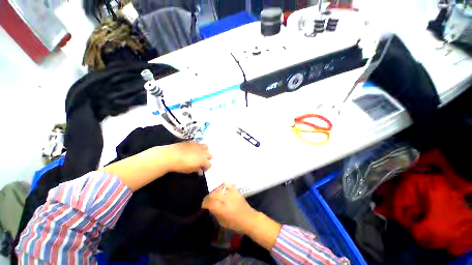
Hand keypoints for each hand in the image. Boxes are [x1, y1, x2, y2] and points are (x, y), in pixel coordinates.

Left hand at [164, 141, 211, 174]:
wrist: (170, 156)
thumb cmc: (180, 166)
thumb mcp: (189, 170)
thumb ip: (197, 170)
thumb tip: (200, 171)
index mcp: (203, 160)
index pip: (209, 164)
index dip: (206, 167)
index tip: (202, 169)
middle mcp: (203, 152)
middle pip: (209, 154)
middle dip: (207, 158)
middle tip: (202, 161)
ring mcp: (198, 145)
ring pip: (206, 147)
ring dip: (204, 151)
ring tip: (200, 154)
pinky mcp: (192, 142)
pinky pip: (198, 143)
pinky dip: (198, 146)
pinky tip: (194, 149)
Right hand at [202, 184, 258, 233]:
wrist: (249, 218)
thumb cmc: (236, 224)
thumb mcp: (222, 222)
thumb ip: (215, 213)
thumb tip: (209, 207)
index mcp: (223, 209)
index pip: (210, 202)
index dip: (205, 203)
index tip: (203, 205)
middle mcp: (227, 199)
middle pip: (214, 194)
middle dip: (208, 197)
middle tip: (207, 200)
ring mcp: (232, 193)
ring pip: (219, 188)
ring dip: (214, 192)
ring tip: (213, 195)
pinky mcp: (236, 190)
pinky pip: (227, 185)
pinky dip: (222, 187)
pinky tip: (220, 190)